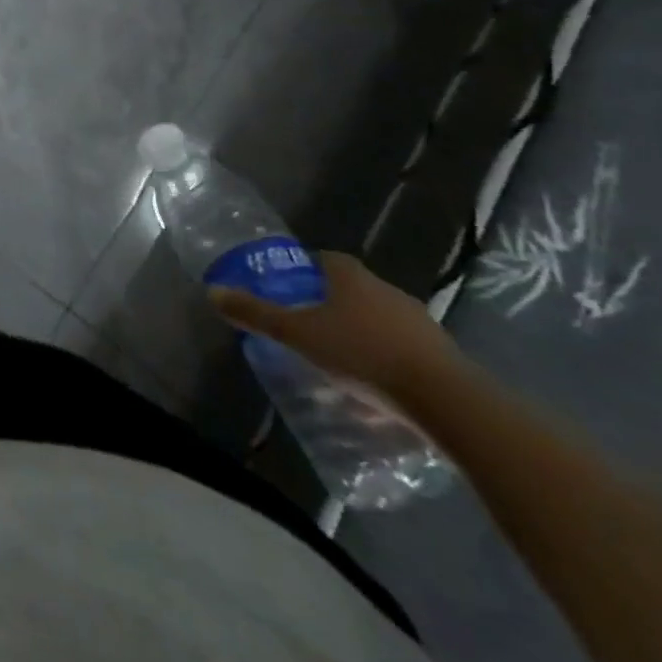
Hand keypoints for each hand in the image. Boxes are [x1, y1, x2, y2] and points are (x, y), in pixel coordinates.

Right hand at [209, 251, 464, 403]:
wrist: (449, 402)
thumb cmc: (362, 354)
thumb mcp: (296, 334)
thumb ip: (255, 314)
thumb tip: (212, 291)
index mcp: (352, 278)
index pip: (326, 259)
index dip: (306, 268)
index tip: (290, 285)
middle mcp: (388, 292)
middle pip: (353, 290)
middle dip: (331, 304)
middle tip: (307, 324)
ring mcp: (421, 324)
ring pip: (380, 321)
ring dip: (361, 334)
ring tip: (339, 360)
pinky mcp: (444, 358)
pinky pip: (405, 351)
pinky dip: (387, 362)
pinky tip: (374, 388)